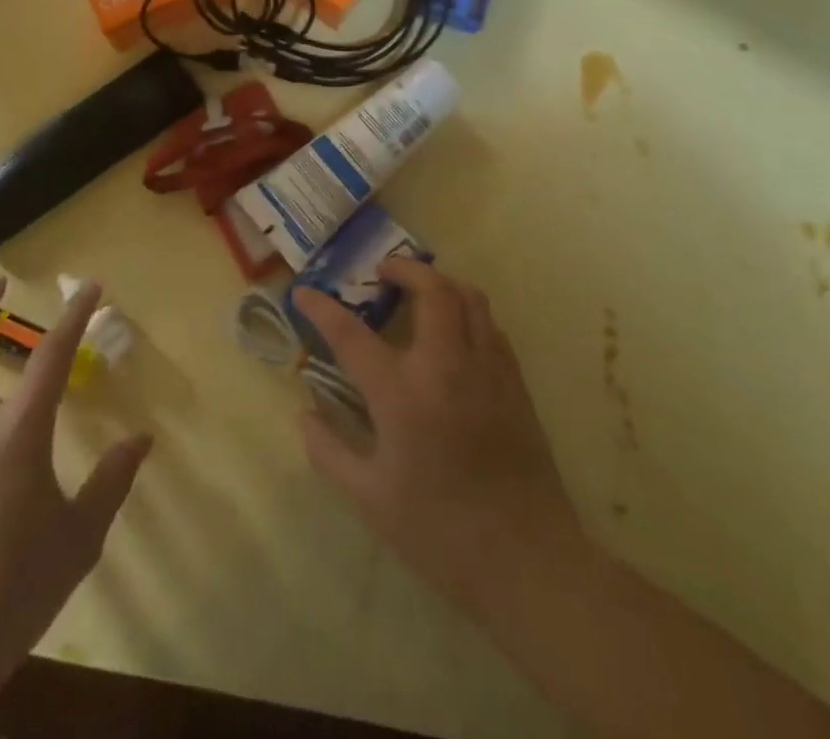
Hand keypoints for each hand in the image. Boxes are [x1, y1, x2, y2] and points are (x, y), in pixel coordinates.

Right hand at [292, 262, 587, 615]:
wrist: (526, 560)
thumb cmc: (439, 532)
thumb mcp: (370, 499)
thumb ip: (330, 451)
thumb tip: (303, 414)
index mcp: (402, 393)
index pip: (351, 334)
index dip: (322, 308)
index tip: (304, 292)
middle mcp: (445, 365)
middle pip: (430, 289)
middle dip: (403, 268)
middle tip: (382, 273)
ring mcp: (486, 368)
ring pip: (469, 296)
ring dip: (440, 281)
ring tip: (420, 288)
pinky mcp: (514, 382)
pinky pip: (490, 325)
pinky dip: (468, 310)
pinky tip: (455, 331)